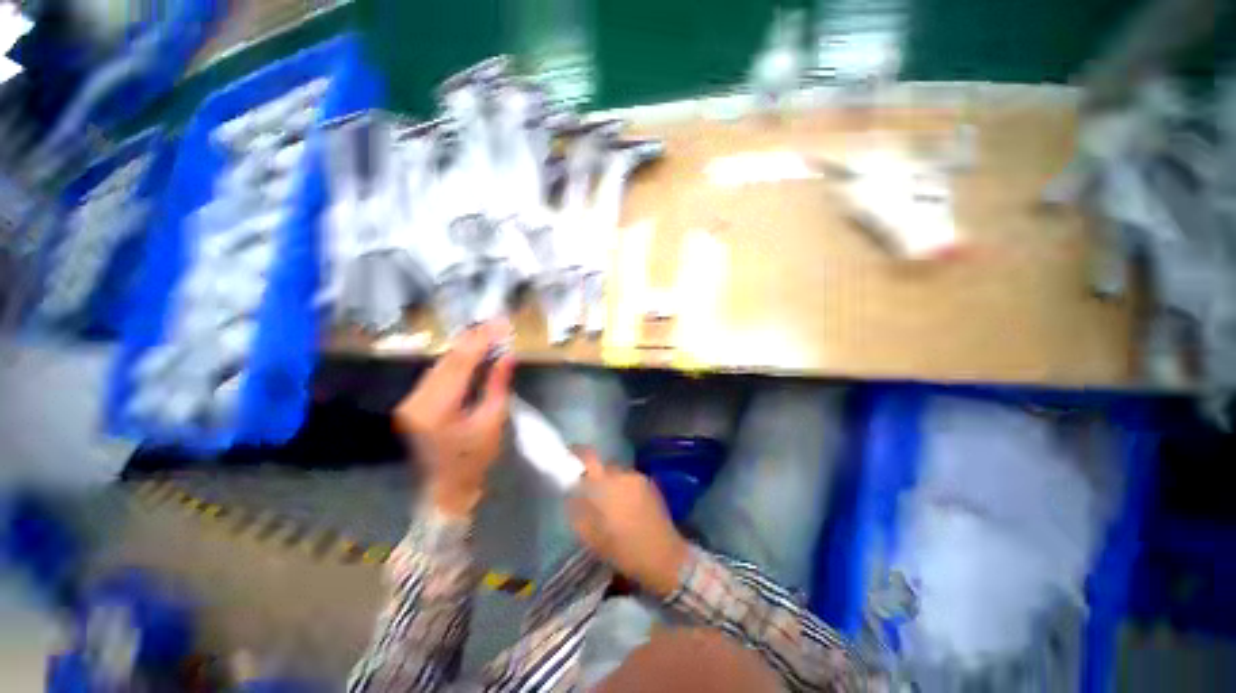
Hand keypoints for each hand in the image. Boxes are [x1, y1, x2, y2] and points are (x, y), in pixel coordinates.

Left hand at [394, 321, 514, 516]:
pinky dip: (457, 359)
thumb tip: (508, 355)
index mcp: (437, 409)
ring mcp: (412, 401)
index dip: (481, 341)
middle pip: (447, 360)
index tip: (501, 325)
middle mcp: (417, 400)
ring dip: (465, 347)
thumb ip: (498, 384)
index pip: (461, 364)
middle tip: (497, 323)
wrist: (447, 488)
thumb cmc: (475, 459)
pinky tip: (472, 350)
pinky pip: (437, 373)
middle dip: (474, 338)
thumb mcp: (493, 421)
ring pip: (441, 363)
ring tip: (488, 331)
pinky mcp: (414, 402)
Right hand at [568, 453, 689, 597]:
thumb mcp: (592, 537)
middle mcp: (623, 475)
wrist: (664, 556)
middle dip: (596, 477)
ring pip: (618, 473)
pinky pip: (630, 479)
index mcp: (606, 485)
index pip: (589, 457)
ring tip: (611, 505)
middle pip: (604, 466)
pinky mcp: (651, 484)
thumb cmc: (624, 550)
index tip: (570, 453)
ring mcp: (639, 478)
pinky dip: (625, 487)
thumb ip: (578, 512)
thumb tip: (571, 496)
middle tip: (592, 495)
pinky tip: (626, 508)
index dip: (577, 452)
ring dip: (611, 483)